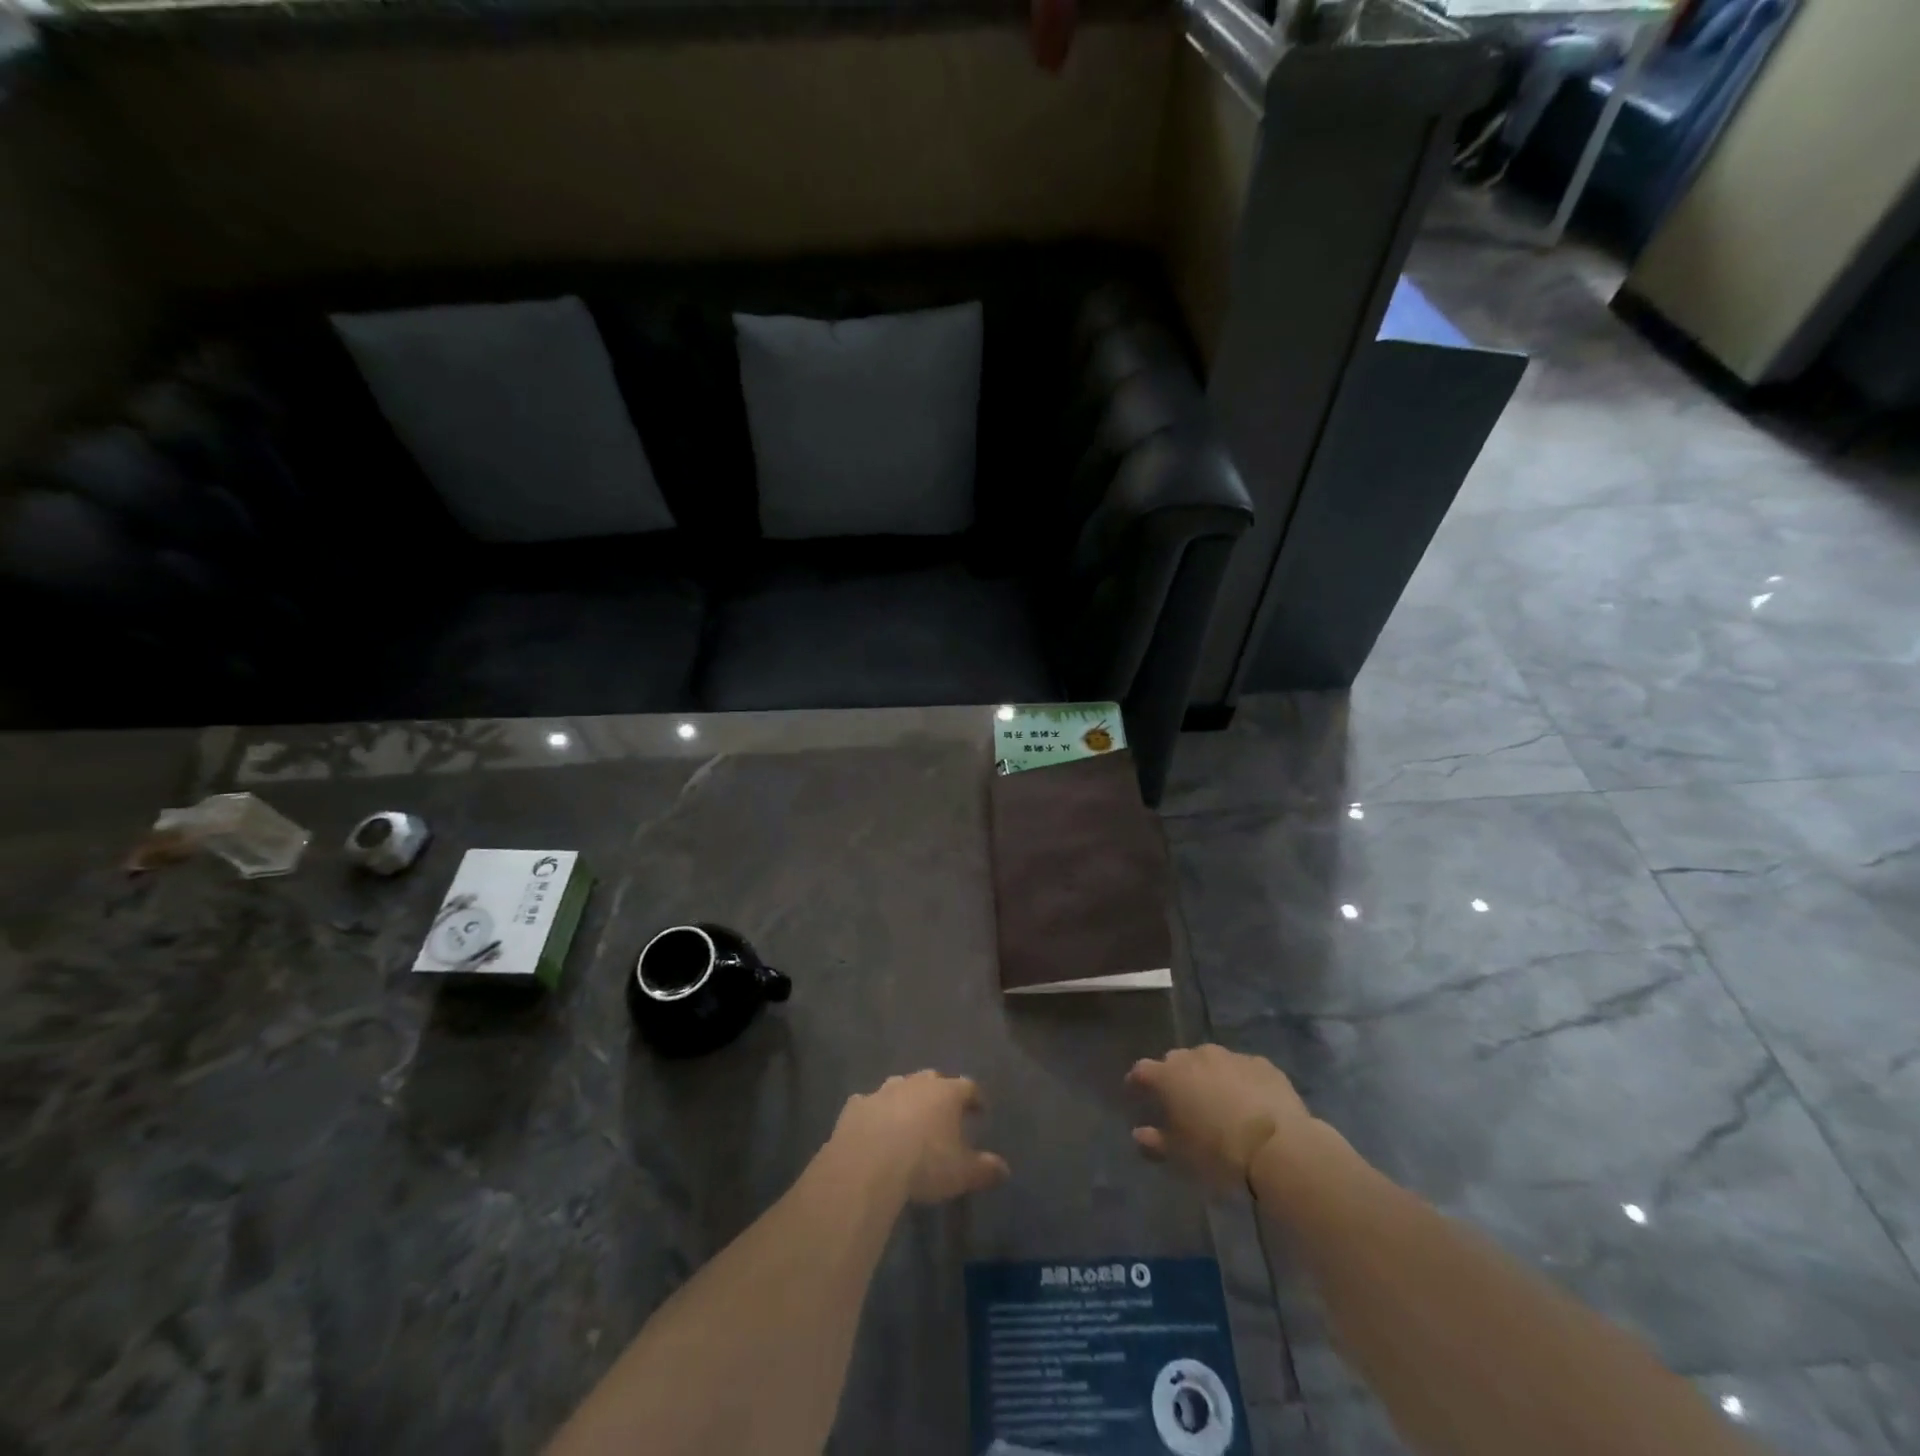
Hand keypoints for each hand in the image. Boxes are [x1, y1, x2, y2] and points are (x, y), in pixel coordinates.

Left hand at [833, 1071, 1010, 1204]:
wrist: (867, 1164)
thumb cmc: (924, 1164)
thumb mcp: (962, 1173)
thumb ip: (985, 1169)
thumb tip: (1004, 1169)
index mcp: (946, 1093)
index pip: (969, 1087)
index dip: (975, 1098)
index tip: (980, 1111)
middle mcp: (916, 1083)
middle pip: (933, 1079)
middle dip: (940, 1093)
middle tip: (943, 1113)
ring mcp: (884, 1091)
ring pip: (900, 1086)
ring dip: (906, 1099)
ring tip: (909, 1119)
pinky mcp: (856, 1105)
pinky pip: (869, 1104)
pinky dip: (875, 1112)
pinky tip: (874, 1127)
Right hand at [1127, 1045, 1312, 1188]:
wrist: (1278, 1147)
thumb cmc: (1218, 1153)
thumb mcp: (1180, 1156)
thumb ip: (1155, 1141)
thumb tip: (1139, 1133)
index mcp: (1169, 1076)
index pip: (1142, 1070)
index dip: (1137, 1081)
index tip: (1135, 1092)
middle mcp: (1196, 1057)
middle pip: (1177, 1060)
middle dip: (1175, 1077)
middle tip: (1181, 1101)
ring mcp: (1231, 1056)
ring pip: (1210, 1061)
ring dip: (1208, 1076)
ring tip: (1217, 1101)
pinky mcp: (1262, 1064)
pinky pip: (1242, 1069)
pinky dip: (1239, 1081)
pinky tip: (1250, 1102)